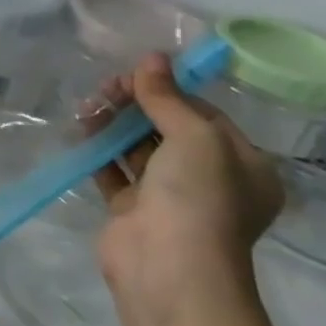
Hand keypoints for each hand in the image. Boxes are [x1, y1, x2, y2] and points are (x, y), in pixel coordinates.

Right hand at [91, 53, 285, 322]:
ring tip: (87, 105)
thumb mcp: (194, 137)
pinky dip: (99, 149)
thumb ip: (167, 98)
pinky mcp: (132, 209)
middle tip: (105, 88)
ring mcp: (169, 197)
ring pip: (138, 148)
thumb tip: (151, 58)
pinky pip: (114, 170)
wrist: (170, 267)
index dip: (169, 90)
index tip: (133, 74)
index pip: (203, 115)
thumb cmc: (199, 197)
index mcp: (243, 165)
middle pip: (168, 129)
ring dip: (114, 124)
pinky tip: (81, 129)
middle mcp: (210, 180)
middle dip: (136, 105)